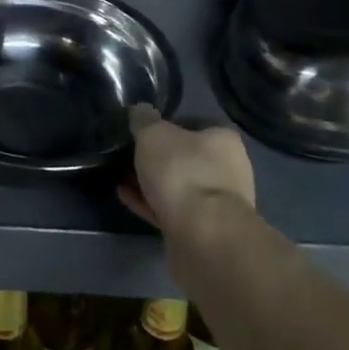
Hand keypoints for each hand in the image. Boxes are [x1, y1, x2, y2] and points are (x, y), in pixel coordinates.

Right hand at [121, 104, 255, 234]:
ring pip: (177, 186)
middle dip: (156, 158)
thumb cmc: (183, 173)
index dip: (166, 125)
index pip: (194, 124)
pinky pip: (171, 210)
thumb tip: (140, 111)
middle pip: (185, 157)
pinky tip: (126, 197)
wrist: (203, 238)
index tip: (141, 130)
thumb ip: (143, 119)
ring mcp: (216, 205)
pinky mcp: (203, 232)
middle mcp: (227, 171)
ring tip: (121, 177)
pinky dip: (149, 203)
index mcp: (223, 141)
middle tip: (127, 155)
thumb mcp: (153, 134)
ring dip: (150, 182)